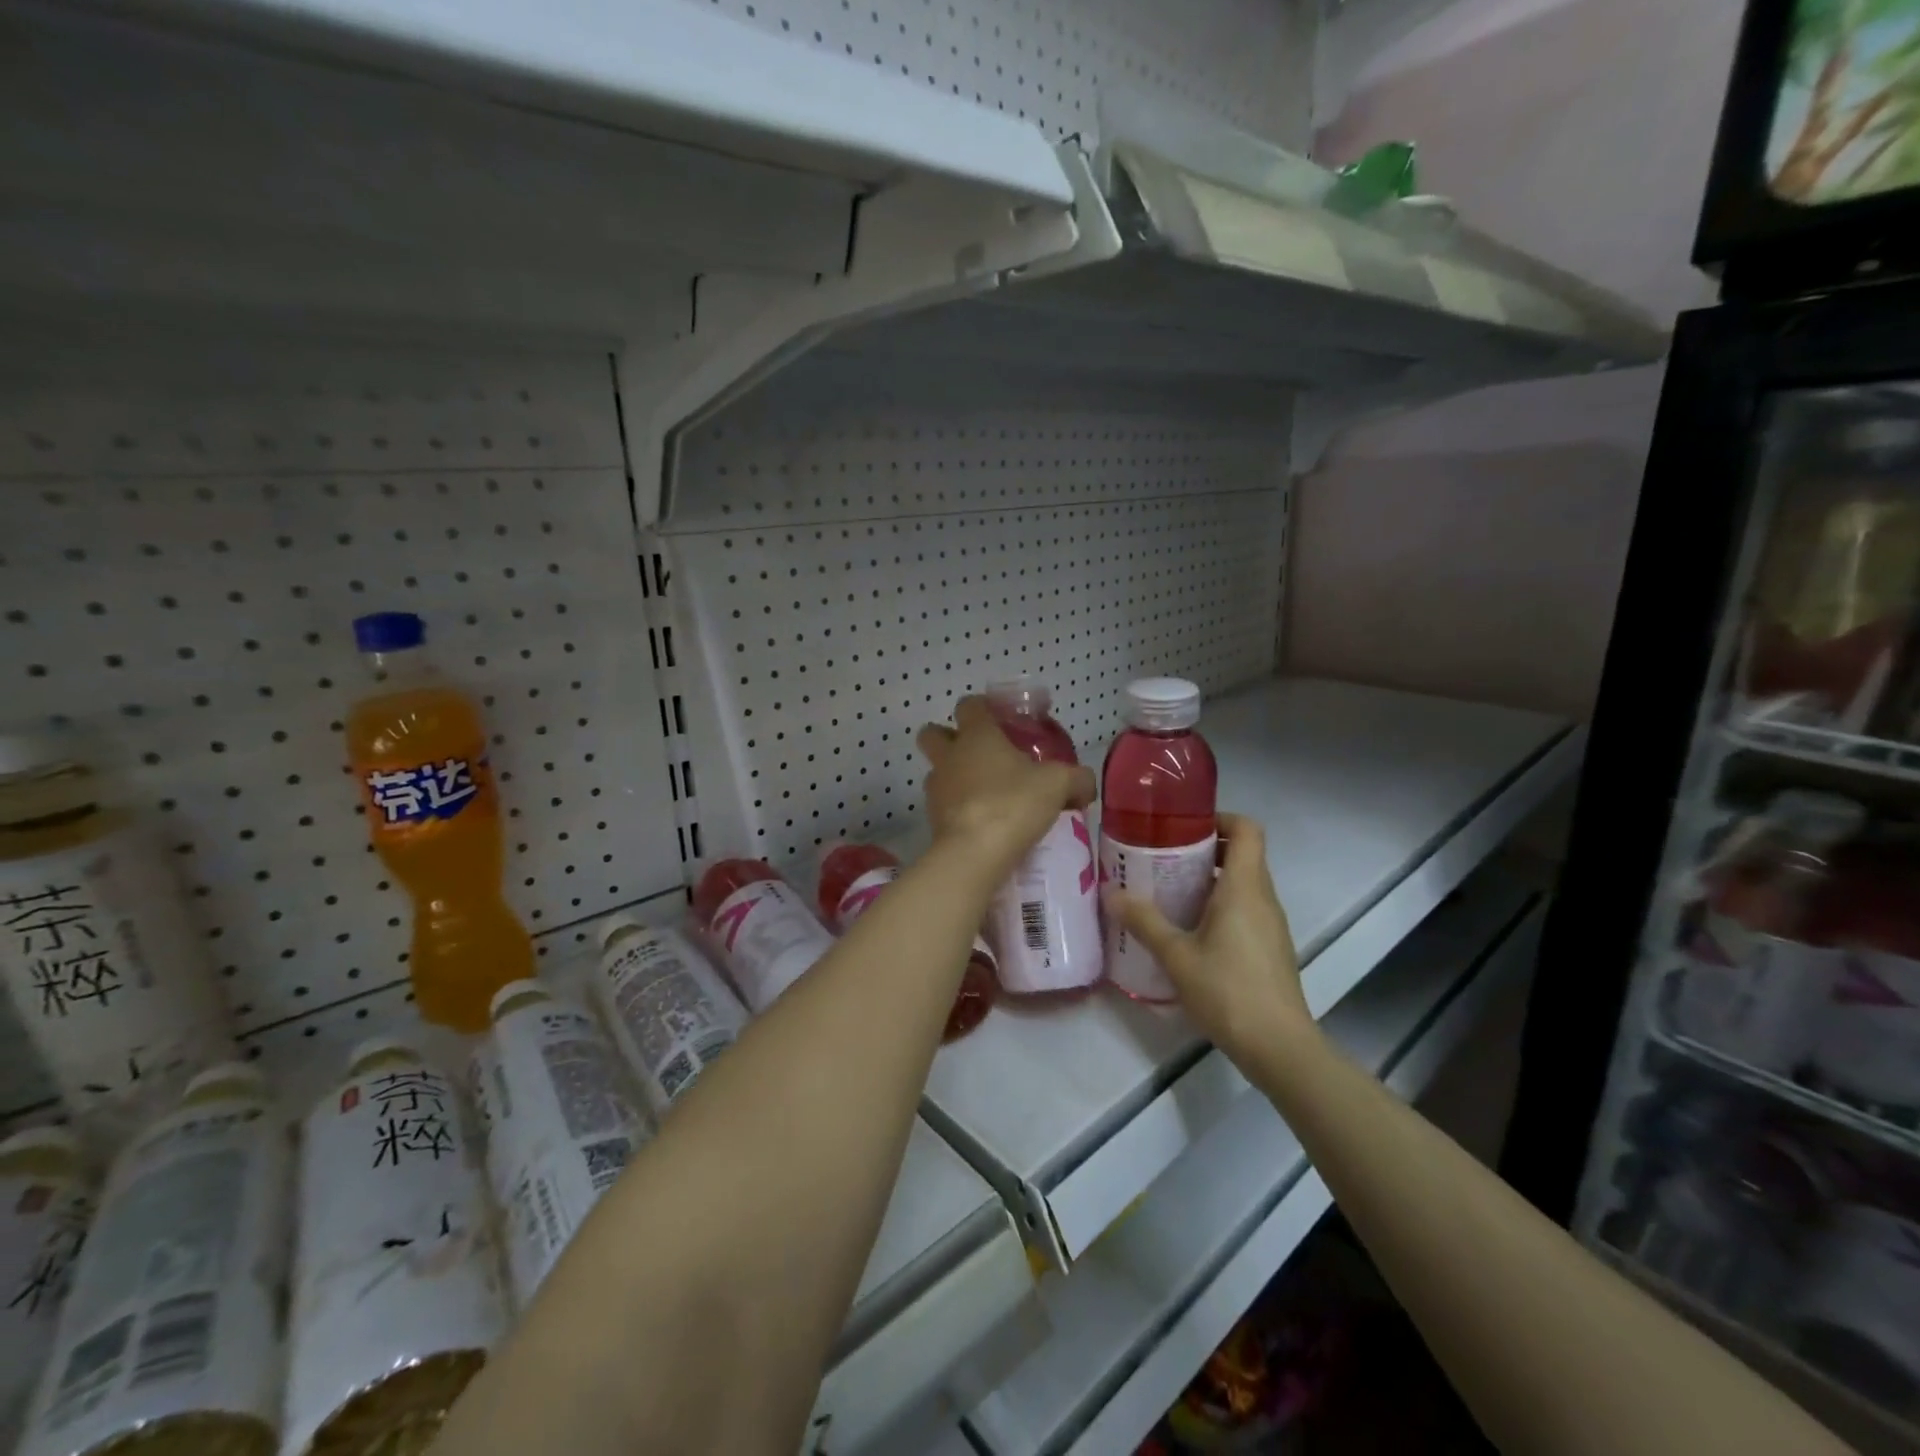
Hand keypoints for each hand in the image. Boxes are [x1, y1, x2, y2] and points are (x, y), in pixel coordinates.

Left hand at [917, 696, 1095, 879]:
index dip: (983, 707)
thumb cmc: (1014, 804)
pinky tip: (982, 822)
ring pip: (937, 771)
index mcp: (976, 735)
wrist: (974, 854)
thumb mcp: (1058, 785)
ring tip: (985, 793)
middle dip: (949, 737)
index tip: (1001, 718)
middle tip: (981, 753)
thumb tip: (1085, 784)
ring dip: (954, 776)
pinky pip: (942, 804)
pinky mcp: (932, 819)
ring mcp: (936, 788)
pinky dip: (957, 808)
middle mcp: (949, 756)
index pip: (969, 704)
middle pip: (933, 733)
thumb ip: (1077, 779)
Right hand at [1104, 814, 1311, 1061]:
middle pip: (1243, 854)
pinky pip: (1246, 909)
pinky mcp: (1271, 948)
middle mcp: (1263, 898)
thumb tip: (1112, 893)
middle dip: (1205, 849)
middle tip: (1164, 857)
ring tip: (1170, 892)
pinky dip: (1221, 905)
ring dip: (1211, 879)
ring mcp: (1271, 924)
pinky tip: (1190, 930)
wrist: (1278, 1046)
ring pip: (1244, 883)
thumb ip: (1144, 921)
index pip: (1247, 829)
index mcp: (1244, 887)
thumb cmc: (1228, 990)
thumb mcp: (1176, 955)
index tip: (1185, 826)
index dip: (1220, 818)